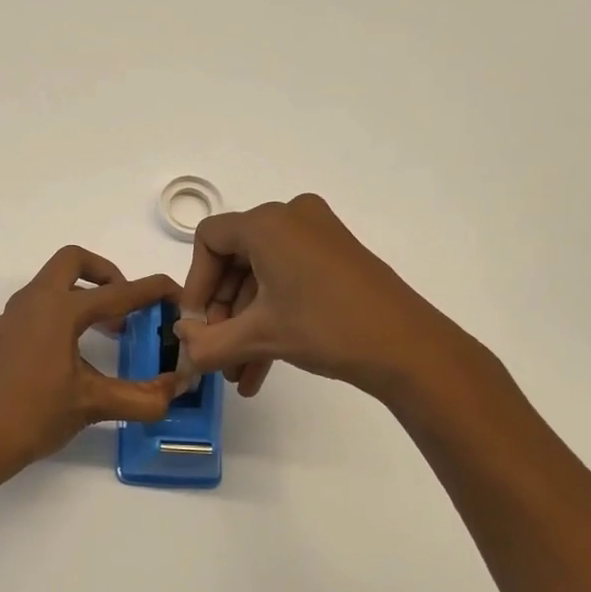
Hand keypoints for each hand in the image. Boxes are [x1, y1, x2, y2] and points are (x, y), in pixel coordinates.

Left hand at [0, 246, 179, 497]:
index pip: (117, 292)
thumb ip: (141, 397)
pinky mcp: (3, 336)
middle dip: (107, 273)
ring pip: (53, 284)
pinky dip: (64, 313)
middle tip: (128, 305)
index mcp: (58, 309)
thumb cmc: (32, 415)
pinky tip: (76, 354)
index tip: (176, 294)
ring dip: (85, 294)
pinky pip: (39, 307)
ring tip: (110, 331)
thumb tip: (177, 388)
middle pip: (73, 262)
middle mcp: (33, 302)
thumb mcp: (93, 404)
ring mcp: (13, 317)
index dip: (152, 291)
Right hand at [176, 194, 489, 410]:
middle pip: (235, 261)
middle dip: (223, 313)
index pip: (209, 240)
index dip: (196, 285)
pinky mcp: (337, 258)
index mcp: (267, 223)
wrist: (410, 348)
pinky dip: (272, 318)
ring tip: (238, 373)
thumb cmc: (326, 327)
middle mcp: (290, 218)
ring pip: (262, 278)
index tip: (196, 325)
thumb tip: (180, 349)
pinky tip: (259, 369)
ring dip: (246, 325)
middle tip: (217, 352)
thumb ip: (207, 344)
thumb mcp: (259, 336)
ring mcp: (318, 236)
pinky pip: (288, 280)